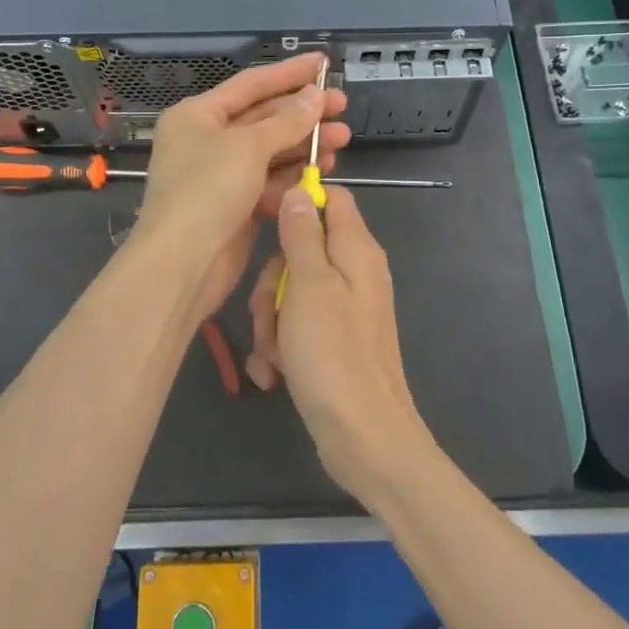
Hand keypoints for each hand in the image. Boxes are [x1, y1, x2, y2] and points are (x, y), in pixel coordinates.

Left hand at [135, 53, 350, 321]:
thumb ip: (286, 120)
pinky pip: (269, 181)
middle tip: (342, 108)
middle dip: (303, 113)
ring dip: (304, 144)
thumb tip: (315, 96)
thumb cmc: (207, 191)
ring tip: (342, 140)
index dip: (289, 73)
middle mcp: (207, 140)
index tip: (324, 63)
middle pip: (263, 117)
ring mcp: (220, 175)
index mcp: (198, 115)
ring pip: (270, 151)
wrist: (182, 262)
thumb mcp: (249, 147)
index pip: (250, 84)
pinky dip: (294, 175)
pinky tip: (323, 170)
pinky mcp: (235, 206)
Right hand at [246, 186, 433, 497]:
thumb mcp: (309, 285)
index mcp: (356, 251)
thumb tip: (300, 190)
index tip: (264, 220)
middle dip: (272, 281)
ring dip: (272, 322)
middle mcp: (355, 274)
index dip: (298, 202)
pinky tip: (274, 374)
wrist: (364, 437)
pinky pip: (299, 328)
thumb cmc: (333, 353)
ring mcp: (345, 311)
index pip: (332, 198)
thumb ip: (303, 235)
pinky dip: (282, 348)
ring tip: (272, 354)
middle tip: (267, 311)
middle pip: (302, 250)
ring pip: (293, 293)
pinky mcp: (334, 344)